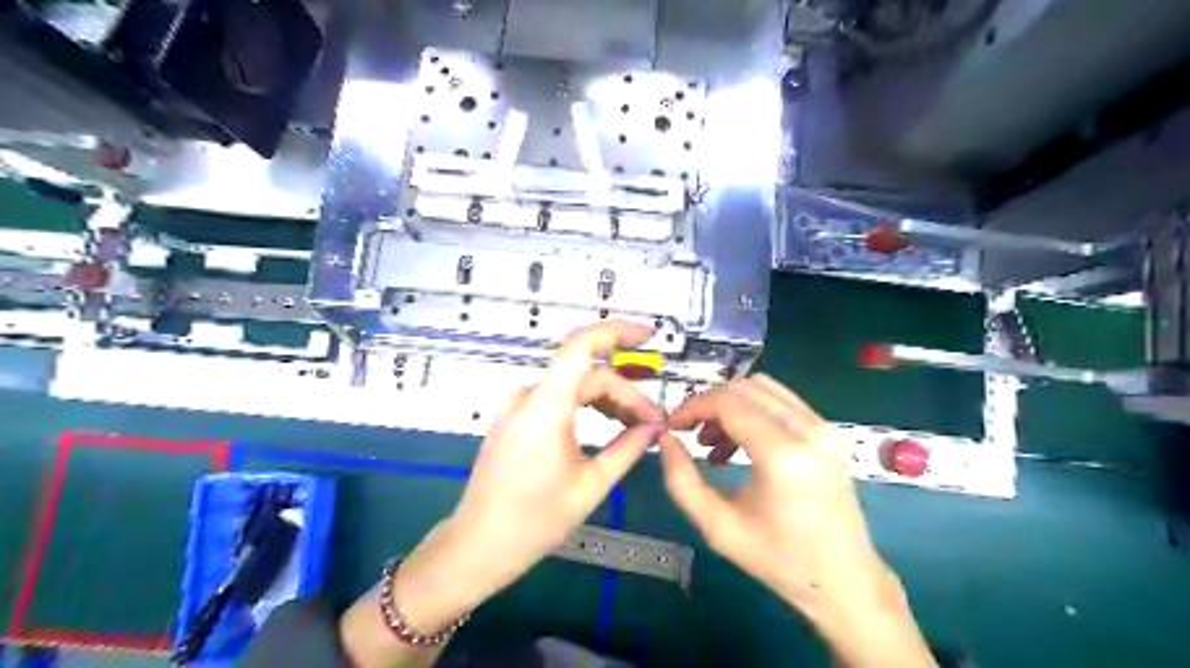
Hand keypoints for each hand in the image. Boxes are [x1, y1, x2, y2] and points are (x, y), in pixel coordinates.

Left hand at [394, 320, 664, 629]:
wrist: (478, 545)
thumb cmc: (534, 523)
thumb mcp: (590, 486)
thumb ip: (628, 447)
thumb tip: (656, 426)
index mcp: (544, 409)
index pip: (580, 346)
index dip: (616, 331)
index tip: (648, 335)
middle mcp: (527, 396)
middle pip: (587, 374)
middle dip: (625, 392)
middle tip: (654, 421)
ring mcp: (517, 405)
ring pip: (574, 385)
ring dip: (608, 398)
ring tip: (637, 423)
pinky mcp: (515, 416)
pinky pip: (558, 397)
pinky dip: (586, 405)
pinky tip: (609, 422)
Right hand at [655, 374, 934, 665]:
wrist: (845, 579)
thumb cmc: (780, 560)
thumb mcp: (718, 528)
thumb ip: (681, 481)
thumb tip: (664, 439)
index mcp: (783, 455)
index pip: (728, 402)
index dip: (693, 406)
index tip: (672, 426)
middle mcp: (808, 430)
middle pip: (744, 387)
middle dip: (708, 403)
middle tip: (688, 432)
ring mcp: (824, 427)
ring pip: (762, 388)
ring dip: (730, 405)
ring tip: (711, 442)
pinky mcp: (829, 431)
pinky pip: (781, 401)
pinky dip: (751, 410)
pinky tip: (738, 443)